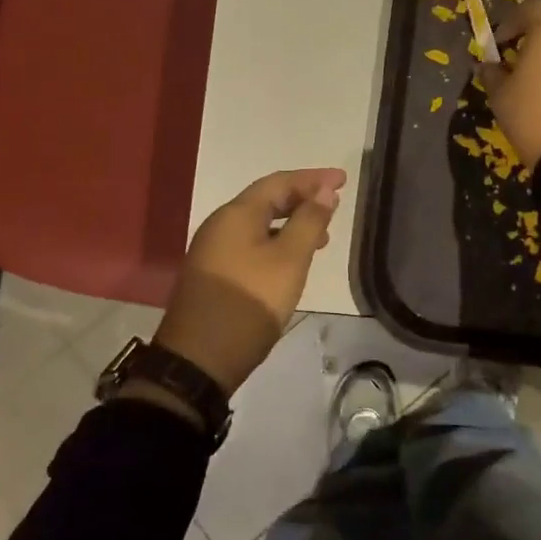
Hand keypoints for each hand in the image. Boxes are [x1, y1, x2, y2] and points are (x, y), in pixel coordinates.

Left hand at [154, 167, 346, 395]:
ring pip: (259, 224)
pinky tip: (292, 262)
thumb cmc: (249, 303)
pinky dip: (276, 242)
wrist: (197, 361)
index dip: (313, 178)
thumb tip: (325, 191)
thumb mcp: (289, 261)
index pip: (279, 182)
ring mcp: (213, 251)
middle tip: (335, 203)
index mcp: (236, 215)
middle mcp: (220, 225)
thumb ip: (309, 222)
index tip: (343, 179)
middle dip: (302, 198)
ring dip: (291, 223)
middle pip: (266, 200)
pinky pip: (251, 244)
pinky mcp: (214, 275)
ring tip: (323, 236)